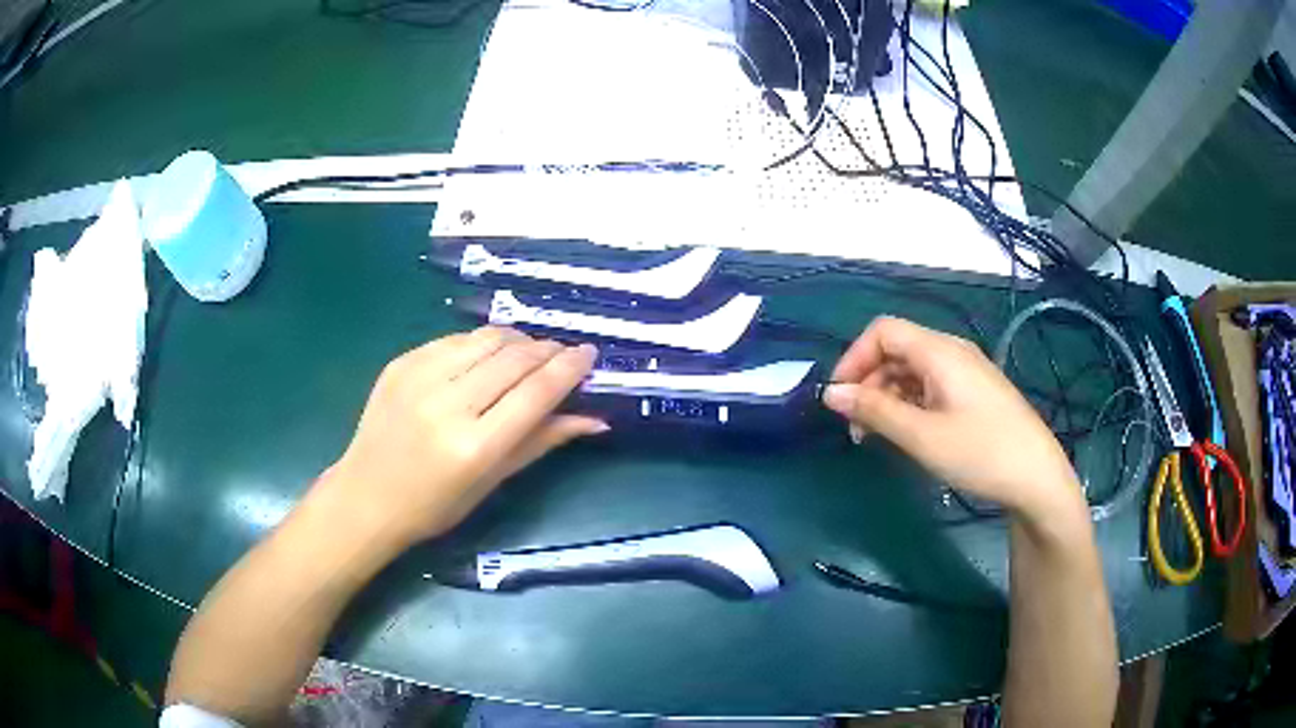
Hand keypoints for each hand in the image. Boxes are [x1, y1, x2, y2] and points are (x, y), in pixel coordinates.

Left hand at [316, 326, 604, 547]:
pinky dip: (480, 344)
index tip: (589, 353)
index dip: (569, 367)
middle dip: (546, 349)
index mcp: (474, 446)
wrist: (365, 497)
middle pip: (514, 357)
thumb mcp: (493, 481)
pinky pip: (454, 339)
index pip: (535, 392)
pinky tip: (485, 358)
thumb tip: (596, 419)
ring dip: (516, 340)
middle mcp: (447, 405)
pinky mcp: (401, 363)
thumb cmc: (435, 505)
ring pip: (485, 338)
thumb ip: (542, 441)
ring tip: (527, 353)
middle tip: (561, 354)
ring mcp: (419, 378)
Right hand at [822, 316, 1082, 522]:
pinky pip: (930, 386)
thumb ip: (875, 411)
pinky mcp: (973, 392)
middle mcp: (952, 352)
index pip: (883, 331)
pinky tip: (909, 434)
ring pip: (912, 370)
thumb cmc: (980, 454)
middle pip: (896, 350)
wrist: (1036, 479)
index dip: (854, 359)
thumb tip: (830, 393)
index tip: (839, 400)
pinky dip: (909, 404)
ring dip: (887, 397)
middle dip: (869, 383)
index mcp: (940, 351)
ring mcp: (965, 372)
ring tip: (879, 438)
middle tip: (857, 429)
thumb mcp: (922, 436)